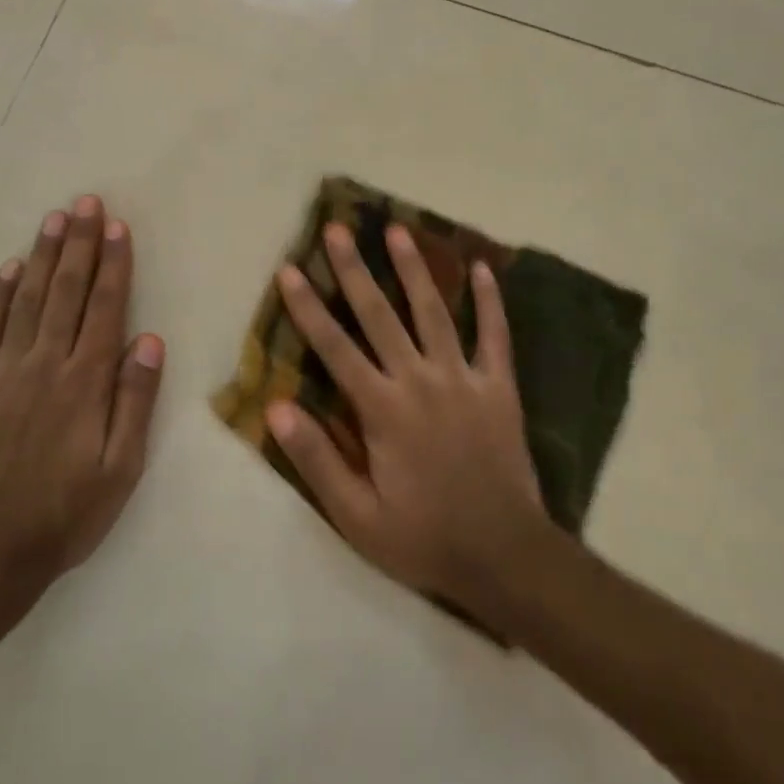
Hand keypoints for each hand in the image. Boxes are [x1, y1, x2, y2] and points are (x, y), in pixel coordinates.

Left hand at [0, 195, 164, 594]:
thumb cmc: (66, 514)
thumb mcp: (121, 468)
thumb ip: (135, 400)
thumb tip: (148, 340)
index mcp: (84, 382)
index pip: (105, 308)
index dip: (114, 264)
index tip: (118, 227)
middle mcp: (43, 364)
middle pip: (66, 292)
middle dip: (80, 244)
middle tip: (86, 203)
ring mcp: (0, 372)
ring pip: (27, 299)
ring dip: (43, 256)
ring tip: (55, 219)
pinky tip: (10, 269)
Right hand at [268, 222, 544, 610]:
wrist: (505, 555)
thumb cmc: (424, 537)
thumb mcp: (357, 516)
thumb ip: (317, 460)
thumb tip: (278, 408)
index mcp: (382, 409)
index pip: (335, 348)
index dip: (308, 307)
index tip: (290, 270)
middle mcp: (420, 380)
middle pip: (380, 315)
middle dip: (354, 270)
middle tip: (337, 228)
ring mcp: (464, 379)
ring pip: (434, 312)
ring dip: (414, 269)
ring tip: (398, 230)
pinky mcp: (500, 388)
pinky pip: (496, 336)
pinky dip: (490, 302)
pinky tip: (484, 269)